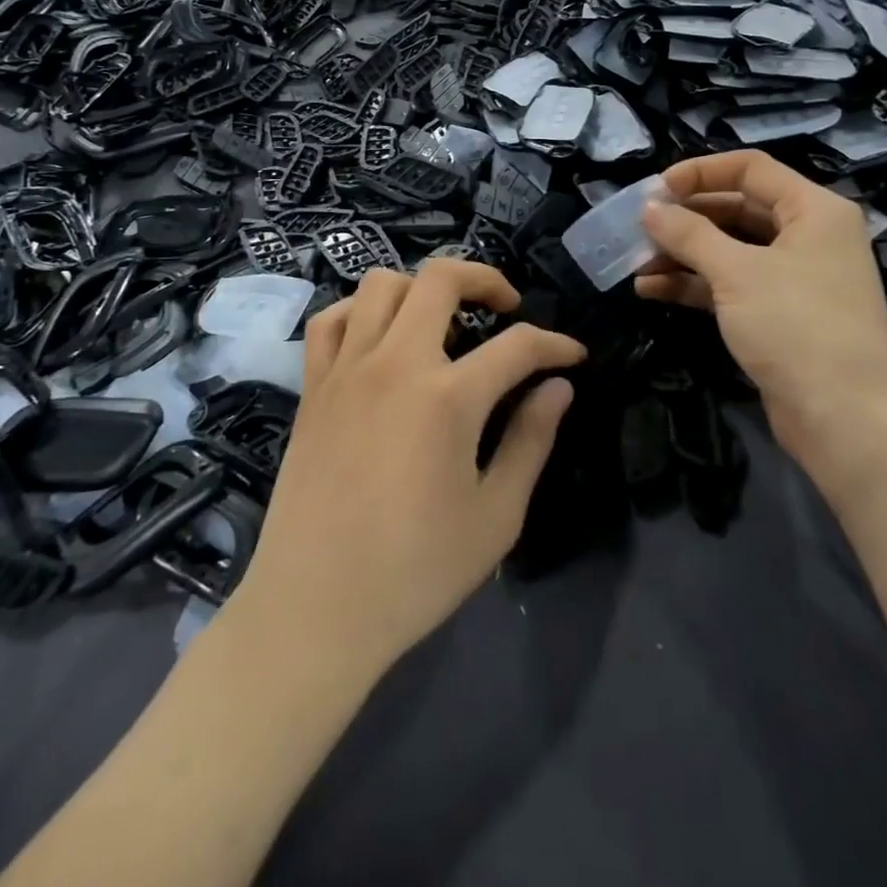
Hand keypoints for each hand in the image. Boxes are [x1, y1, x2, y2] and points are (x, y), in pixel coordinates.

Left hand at [232, 261, 585, 674]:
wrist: (316, 608)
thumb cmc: (415, 571)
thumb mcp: (496, 516)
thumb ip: (531, 441)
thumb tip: (558, 388)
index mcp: (448, 397)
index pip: (518, 345)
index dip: (555, 344)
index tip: (573, 356)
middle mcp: (396, 364)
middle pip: (442, 278)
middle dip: (486, 278)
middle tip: (506, 307)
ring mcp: (347, 369)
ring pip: (381, 283)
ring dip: (421, 288)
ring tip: (442, 321)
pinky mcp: (313, 387)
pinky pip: (331, 320)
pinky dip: (360, 311)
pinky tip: (379, 338)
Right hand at [636, 151, 886, 462]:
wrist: (847, 420)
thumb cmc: (797, 326)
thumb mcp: (737, 272)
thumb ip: (689, 234)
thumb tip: (649, 207)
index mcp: (813, 209)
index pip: (750, 169)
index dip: (699, 172)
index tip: (654, 190)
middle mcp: (807, 235)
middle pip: (736, 208)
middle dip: (685, 218)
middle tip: (638, 228)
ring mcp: (793, 277)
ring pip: (729, 249)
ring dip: (682, 253)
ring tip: (636, 263)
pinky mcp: (778, 314)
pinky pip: (729, 285)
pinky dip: (692, 284)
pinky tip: (651, 290)